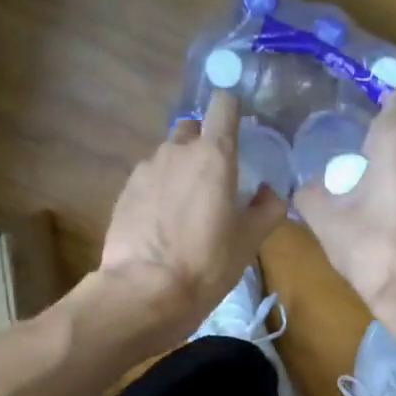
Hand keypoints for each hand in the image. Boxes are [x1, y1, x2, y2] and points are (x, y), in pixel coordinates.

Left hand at [95, 90, 287, 344]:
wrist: (144, 291)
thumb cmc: (207, 263)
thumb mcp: (249, 241)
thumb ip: (268, 209)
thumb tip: (270, 193)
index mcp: (214, 154)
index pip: (223, 104)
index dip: (232, 110)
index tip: (239, 130)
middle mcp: (177, 150)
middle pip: (193, 128)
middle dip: (204, 144)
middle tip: (214, 179)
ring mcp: (146, 169)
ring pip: (168, 155)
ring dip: (180, 169)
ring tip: (186, 207)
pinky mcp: (125, 191)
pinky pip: (149, 178)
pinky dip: (159, 189)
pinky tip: (162, 222)